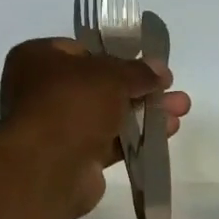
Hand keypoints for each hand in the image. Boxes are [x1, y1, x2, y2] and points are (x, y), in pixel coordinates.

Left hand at [0, 39, 190, 218]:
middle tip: (170, 86)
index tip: (147, 62)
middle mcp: (42, 91)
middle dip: (139, 87)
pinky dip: (136, 136)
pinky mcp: (72, 157)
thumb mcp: (111, 75)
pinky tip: (167, 132)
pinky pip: (109, 141)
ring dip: (144, 112)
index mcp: (38, 59)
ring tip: (181, 109)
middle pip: (99, 84)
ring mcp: (56, 126)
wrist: (48, 168)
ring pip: (107, 114)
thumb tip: (159, 69)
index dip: (117, 54)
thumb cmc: (72, 104)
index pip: (82, 50)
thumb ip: (138, 71)